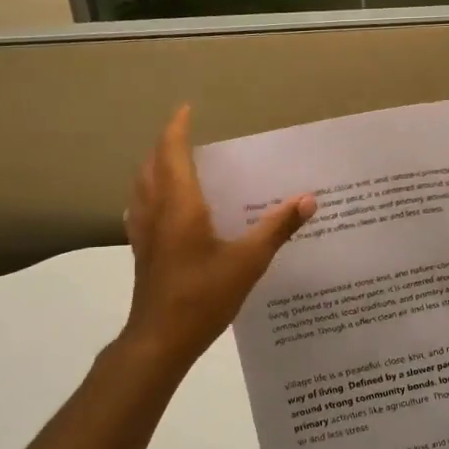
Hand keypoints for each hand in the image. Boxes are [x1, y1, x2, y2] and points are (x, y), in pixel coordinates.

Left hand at [121, 105, 315, 370]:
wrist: (159, 340)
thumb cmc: (203, 297)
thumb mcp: (248, 262)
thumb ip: (277, 228)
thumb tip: (308, 199)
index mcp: (180, 205)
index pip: (173, 152)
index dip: (177, 128)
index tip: (187, 108)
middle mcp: (156, 211)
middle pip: (152, 164)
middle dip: (165, 143)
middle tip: (186, 133)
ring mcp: (143, 232)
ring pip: (142, 185)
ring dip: (154, 166)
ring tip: (174, 161)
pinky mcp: (141, 251)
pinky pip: (140, 207)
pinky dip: (150, 192)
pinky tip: (162, 205)